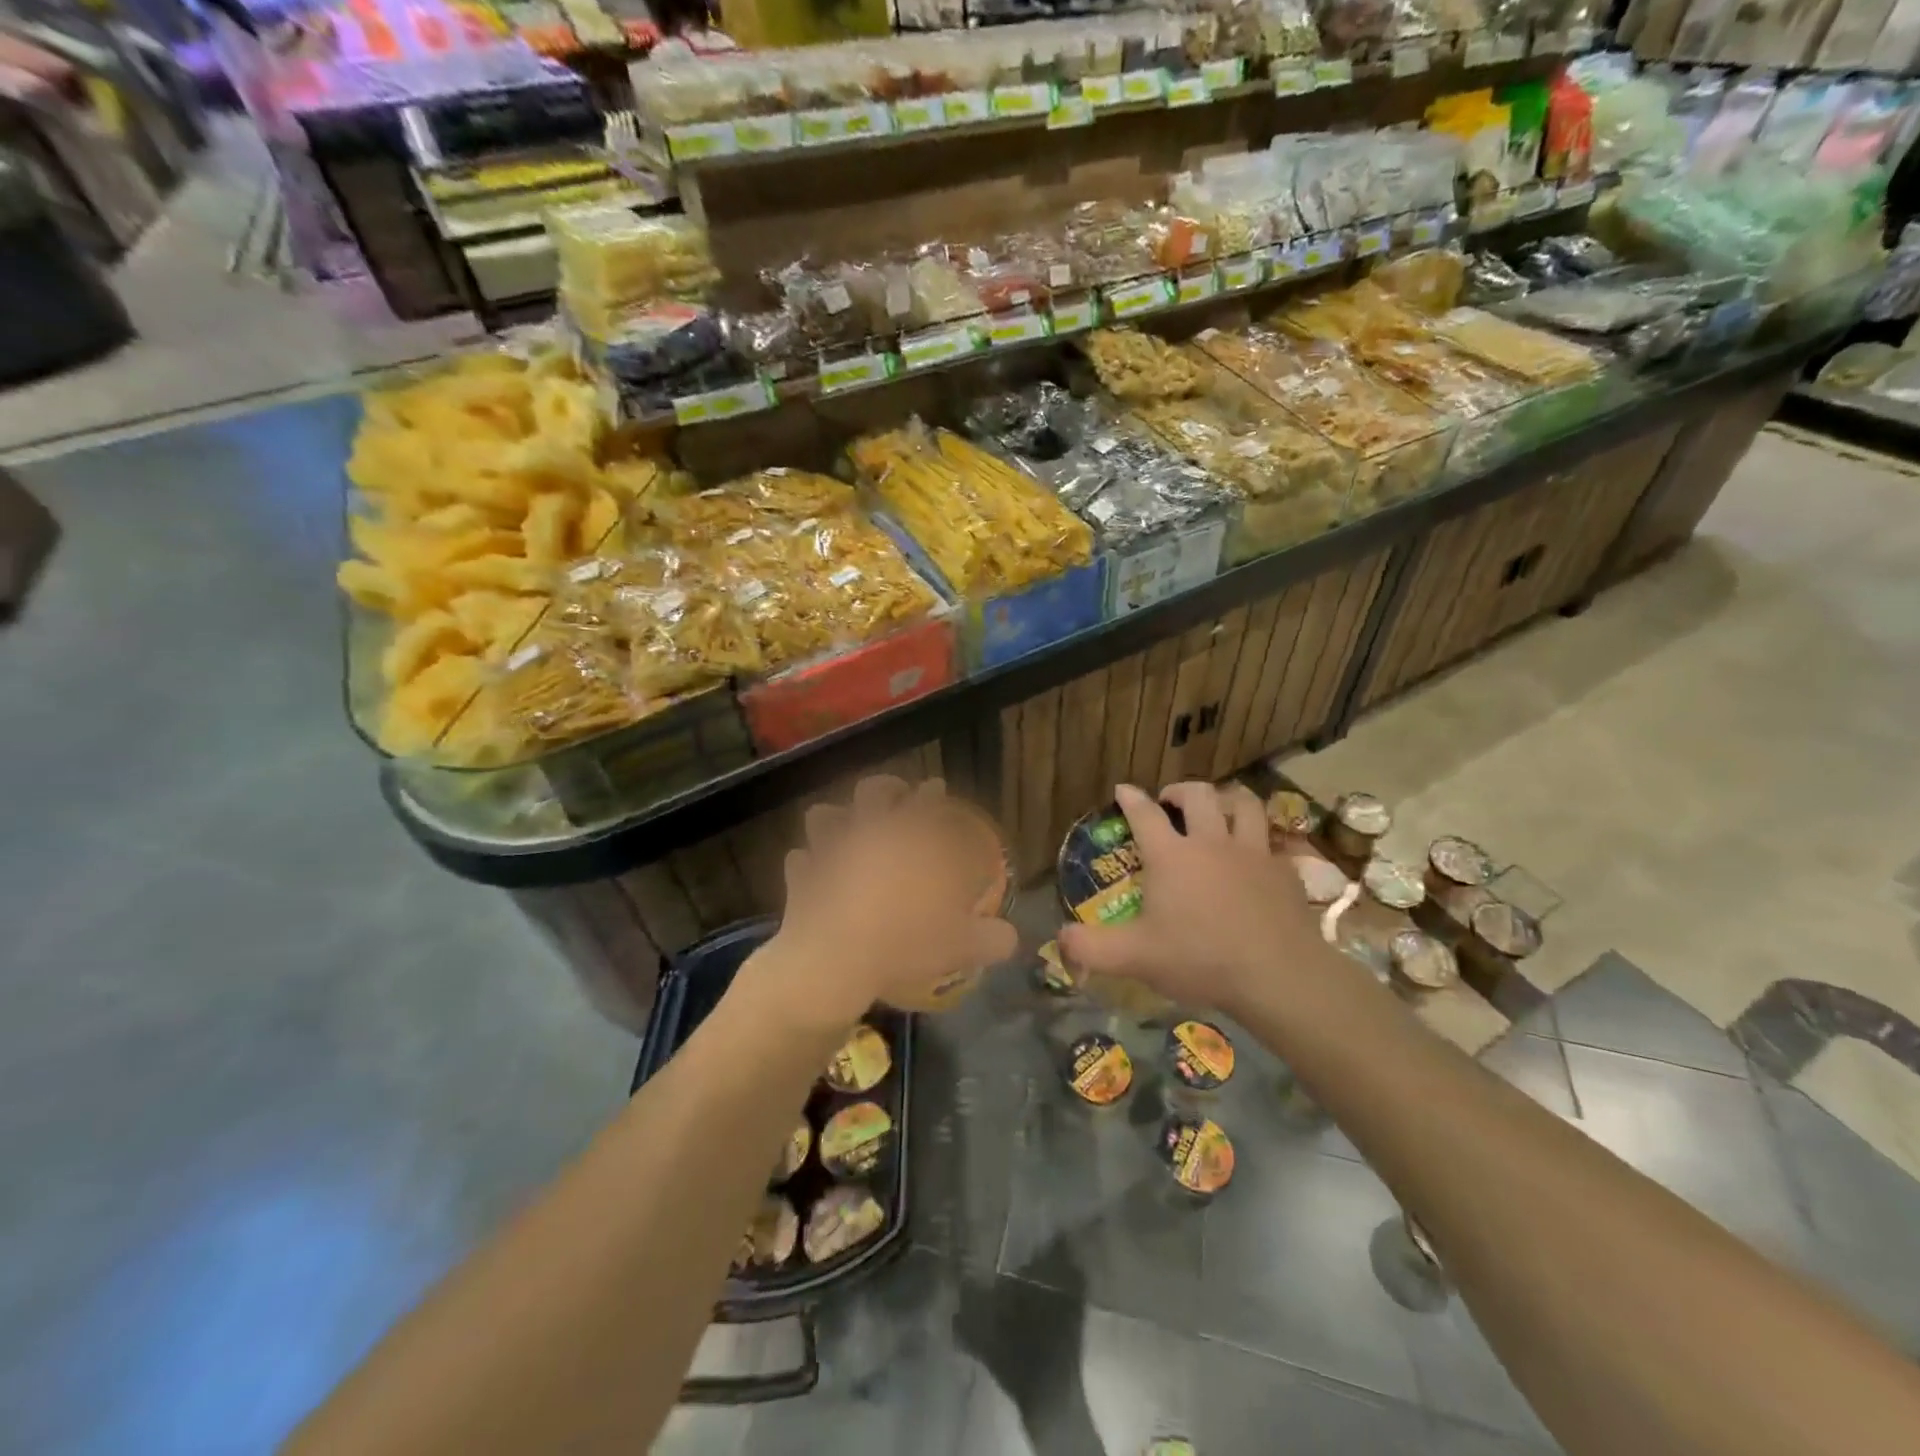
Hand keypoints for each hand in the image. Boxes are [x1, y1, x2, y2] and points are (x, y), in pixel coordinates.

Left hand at [745, 776, 1018, 1030]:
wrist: (835, 961)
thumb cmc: (904, 942)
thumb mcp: (959, 946)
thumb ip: (989, 939)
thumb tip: (1010, 939)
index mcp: (910, 840)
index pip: (927, 802)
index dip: (933, 793)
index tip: (937, 788)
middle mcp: (870, 834)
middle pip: (874, 791)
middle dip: (887, 788)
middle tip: (896, 795)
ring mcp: (830, 852)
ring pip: (825, 815)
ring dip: (836, 818)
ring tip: (846, 827)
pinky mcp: (801, 877)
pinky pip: (799, 860)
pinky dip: (806, 864)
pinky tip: (810, 871)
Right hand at [1057, 781, 1327, 1016]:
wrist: (1278, 975)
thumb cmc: (1200, 959)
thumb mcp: (1135, 958)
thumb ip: (1092, 948)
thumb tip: (1060, 938)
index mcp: (1172, 856)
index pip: (1145, 815)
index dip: (1131, 798)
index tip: (1123, 789)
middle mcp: (1211, 842)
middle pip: (1198, 795)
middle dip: (1180, 790)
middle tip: (1171, 800)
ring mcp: (1253, 853)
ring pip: (1244, 804)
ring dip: (1228, 798)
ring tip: (1219, 806)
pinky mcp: (1284, 870)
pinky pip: (1273, 840)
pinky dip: (1261, 838)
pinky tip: (1258, 853)